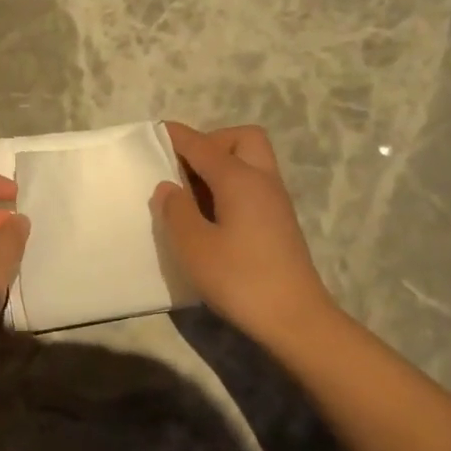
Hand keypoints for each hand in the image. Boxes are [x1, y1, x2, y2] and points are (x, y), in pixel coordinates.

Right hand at [152, 122, 333, 342]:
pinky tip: (210, 215)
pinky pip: (253, 185)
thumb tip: (168, 188)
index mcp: (240, 179)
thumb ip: (176, 212)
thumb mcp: (194, 246)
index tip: (157, 131)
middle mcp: (262, 181)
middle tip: (184, 168)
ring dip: (221, 165)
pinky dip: (230, 186)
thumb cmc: (239, 279)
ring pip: (250, 162)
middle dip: (211, 143)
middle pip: (242, 140)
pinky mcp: (279, 223)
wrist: (294, 318)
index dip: (178, 137)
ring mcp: (275, 202)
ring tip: (190, 194)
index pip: (203, 146)